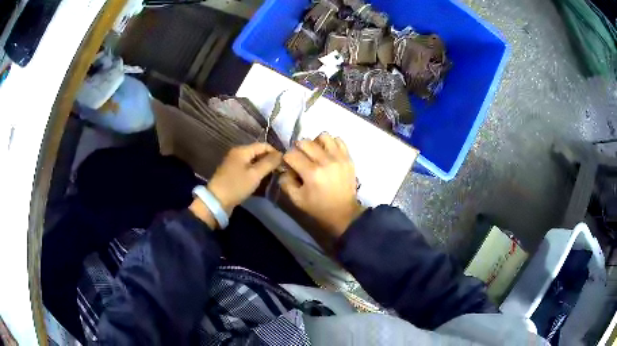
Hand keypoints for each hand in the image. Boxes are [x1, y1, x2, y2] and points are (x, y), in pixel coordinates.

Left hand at [190, 143, 281, 226]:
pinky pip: (248, 168)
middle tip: (280, 171)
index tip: (284, 163)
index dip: (275, 152)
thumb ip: (269, 163)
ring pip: (253, 161)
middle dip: (269, 160)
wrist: (216, 201)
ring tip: (273, 176)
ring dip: (263, 167)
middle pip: (258, 152)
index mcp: (242, 150)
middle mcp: (237, 153)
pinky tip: (261, 180)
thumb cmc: (236, 186)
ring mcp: (234, 163)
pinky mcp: (232, 173)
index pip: (263, 145)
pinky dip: (256, 172)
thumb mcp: (255, 174)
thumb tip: (281, 154)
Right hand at [280, 133, 364, 238]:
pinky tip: (327, 153)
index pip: (291, 154)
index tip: (289, 165)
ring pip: (323, 136)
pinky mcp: (348, 158)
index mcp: (311, 173)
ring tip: (315, 153)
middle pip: (305, 142)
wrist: (343, 212)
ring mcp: (339, 158)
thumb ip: (286, 182)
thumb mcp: (296, 199)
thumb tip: (285, 169)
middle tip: (300, 158)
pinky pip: (338, 140)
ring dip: (315, 142)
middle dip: (298, 149)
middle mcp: (325, 161)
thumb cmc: (318, 207)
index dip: (286, 159)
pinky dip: (331, 144)